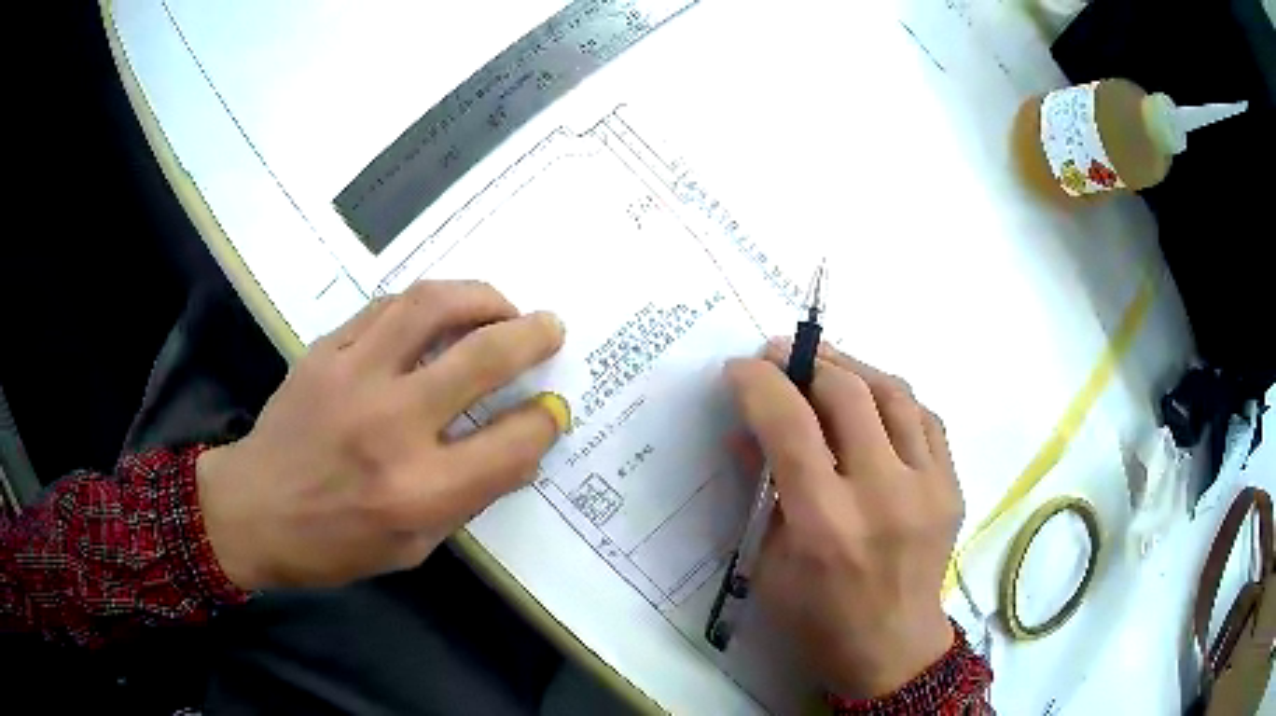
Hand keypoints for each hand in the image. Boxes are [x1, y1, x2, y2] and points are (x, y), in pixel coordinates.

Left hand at [195, 280, 569, 590]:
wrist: (254, 510)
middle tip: (549, 327)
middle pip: (482, 357)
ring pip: (433, 307)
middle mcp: (392, 425)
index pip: (511, 444)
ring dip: (481, 297)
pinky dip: (427, 303)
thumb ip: (470, 497)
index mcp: (420, 490)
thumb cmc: (335, 543)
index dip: (543, 422)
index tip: (550, 410)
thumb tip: (520, 448)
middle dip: (532, 336)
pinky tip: (439, 313)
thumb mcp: (414, 546)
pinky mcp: (326, 350)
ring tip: (501, 306)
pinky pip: (387, 307)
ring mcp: (354, 377)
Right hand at [725, 341, 962, 698]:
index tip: (739, 368)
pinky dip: (891, 397)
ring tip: (824, 365)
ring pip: (893, 393)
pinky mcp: (952, 486)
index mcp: (825, 523)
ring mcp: (927, 486)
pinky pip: (924, 417)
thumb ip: (760, 490)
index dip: (760, 383)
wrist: (893, 648)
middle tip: (780, 355)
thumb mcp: (768, 564)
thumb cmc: (818, 620)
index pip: (790, 425)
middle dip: (806, 361)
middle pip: (847, 393)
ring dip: (851, 367)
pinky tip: (871, 400)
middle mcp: (882, 494)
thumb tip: (746, 432)